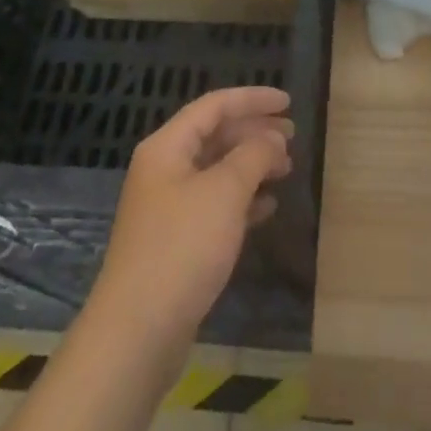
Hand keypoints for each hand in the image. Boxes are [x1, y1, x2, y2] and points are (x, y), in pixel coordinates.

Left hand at [86, 86, 292, 354]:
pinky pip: (214, 204)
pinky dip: (242, 199)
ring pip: (216, 170)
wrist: (138, 330)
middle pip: (214, 135)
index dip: (252, 99)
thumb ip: (253, 156)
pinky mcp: (176, 240)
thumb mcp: (224, 193)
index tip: (288, 103)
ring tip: (286, 169)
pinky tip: (267, 207)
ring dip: (251, 165)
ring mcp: (168, 206)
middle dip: (254, 132)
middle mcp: (164, 169)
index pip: (214, 106)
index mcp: (167, 147)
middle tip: (292, 137)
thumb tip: (272, 139)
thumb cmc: (182, 248)